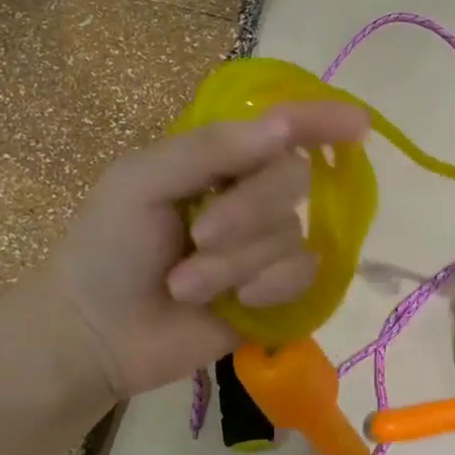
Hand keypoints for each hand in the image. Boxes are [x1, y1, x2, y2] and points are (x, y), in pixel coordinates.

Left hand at [44, 100, 370, 399]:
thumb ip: (208, 150)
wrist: (96, 333)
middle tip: (197, 236)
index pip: (281, 130)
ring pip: (291, 234)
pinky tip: (236, 302)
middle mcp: (250, 197)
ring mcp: (265, 247)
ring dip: (236, 261)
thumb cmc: (107, 247)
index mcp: (218, 161)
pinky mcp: (276, 293)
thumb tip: (281, 129)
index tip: (358, 123)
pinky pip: (303, 275)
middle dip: (246, 210)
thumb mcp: (141, 182)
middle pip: (293, 179)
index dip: (320, 120)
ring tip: (185, 285)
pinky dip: (268, 286)